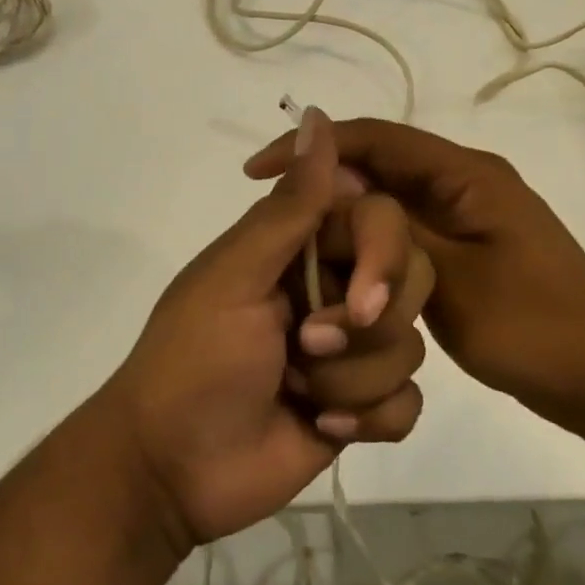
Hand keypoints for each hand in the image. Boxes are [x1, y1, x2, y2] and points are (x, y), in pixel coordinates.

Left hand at [103, 108, 434, 550]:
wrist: (174, 468)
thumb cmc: (195, 360)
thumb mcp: (236, 276)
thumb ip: (290, 206)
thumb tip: (318, 116)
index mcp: (301, 247)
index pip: (381, 220)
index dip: (383, 257)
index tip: (356, 299)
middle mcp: (333, 288)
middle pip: (410, 282)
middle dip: (366, 328)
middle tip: (306, 348)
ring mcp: (351, 349)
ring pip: (410, 347)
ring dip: (351, 380)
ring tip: (300, 393)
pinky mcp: (362, 407)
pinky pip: (408, 403)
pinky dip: (370, 419)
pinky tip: (320, 428)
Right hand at [245, 118, 584, 423]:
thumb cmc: (533, 326)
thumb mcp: (451, 280)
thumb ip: (389, 232)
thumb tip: (331, 185)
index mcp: (466, 175)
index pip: (377, 138)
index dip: (315, 144)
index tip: (260, 169)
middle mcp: (463, 183)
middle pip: (379, 165)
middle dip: (324, 181)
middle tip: (271, 211)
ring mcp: (464, 216)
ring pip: (387, 200)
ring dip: (343, 213)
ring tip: (295, 238)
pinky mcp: (462, 248)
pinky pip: (402, 232)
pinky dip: (367, 241)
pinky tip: (339, 264)